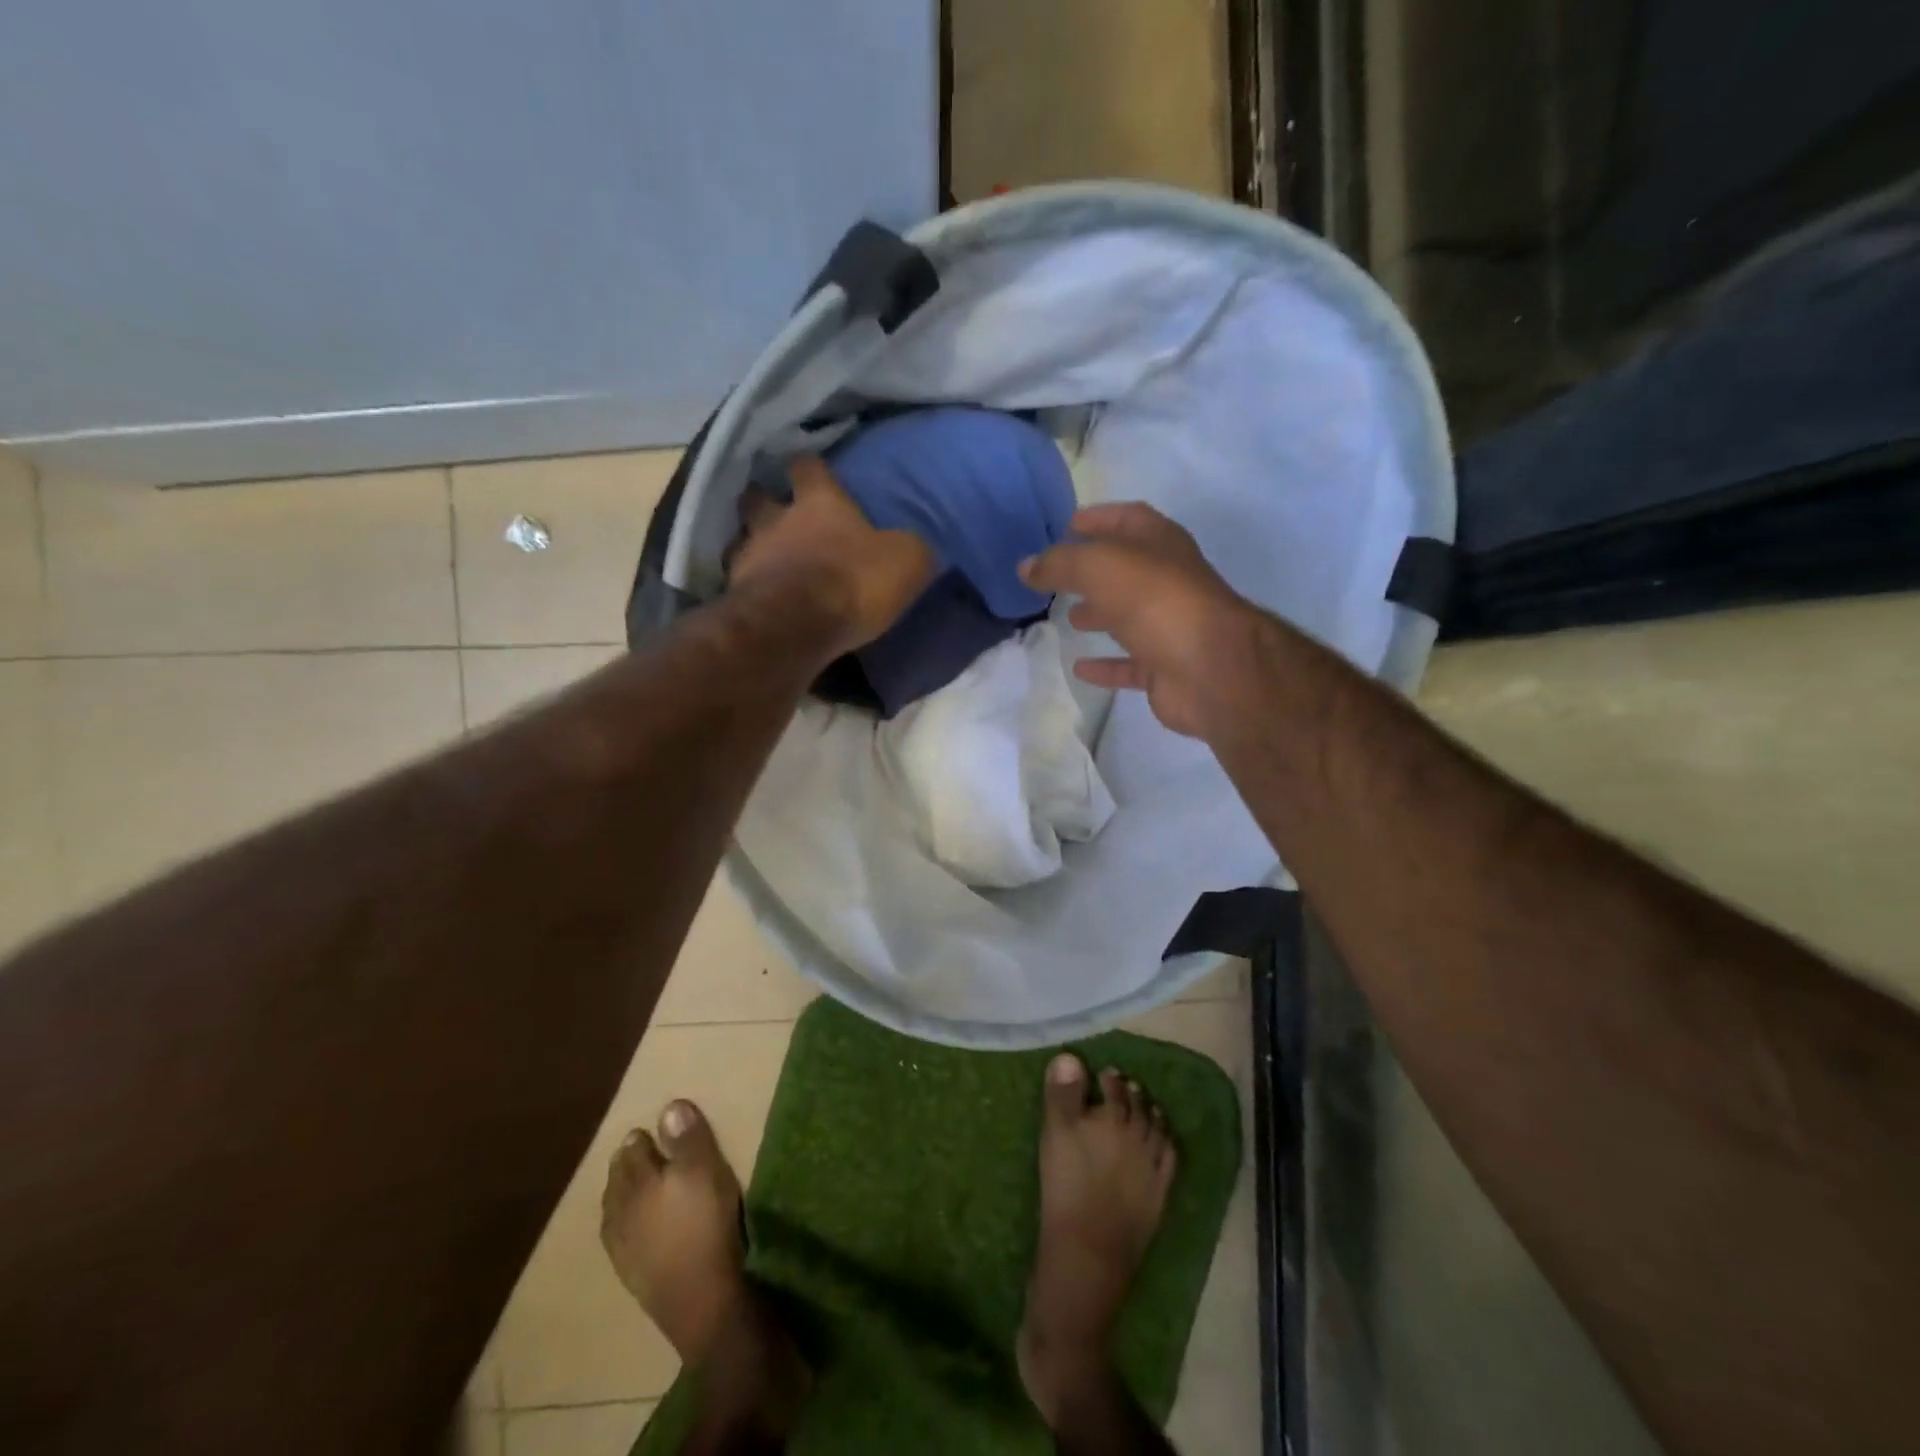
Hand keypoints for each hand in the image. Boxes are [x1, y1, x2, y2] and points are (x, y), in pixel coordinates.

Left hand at [730, 455, 936, 656]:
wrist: (797, 626)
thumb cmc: (854, 581)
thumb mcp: (905, 562)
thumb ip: (909, 548)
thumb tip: (915, 546)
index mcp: (820, 503)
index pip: (808, 467)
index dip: (809, 466)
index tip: (808, 466)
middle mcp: (777, 520)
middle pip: (758, 498)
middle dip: (763, 500)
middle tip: (771, 507)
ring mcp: (749, 557)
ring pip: (742, 540)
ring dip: (750, 545)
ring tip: (761, 558)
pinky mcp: (736, 595)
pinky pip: (738, 583)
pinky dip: (746, 587)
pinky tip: (755, 597)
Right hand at [1019, 503, 1257, 738]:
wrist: (1209, 667)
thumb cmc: (1155, 600)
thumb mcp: (1098, 566)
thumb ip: (1058, 564)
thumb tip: (1025, 567)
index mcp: (1160, 542)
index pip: (1126, 518)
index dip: (1096, 518)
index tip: (1063, 527)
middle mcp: (1168, 579)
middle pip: (1126, 568)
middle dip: (1093, 569)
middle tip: (1057, 576)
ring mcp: (1169, 624)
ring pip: (1129, 614)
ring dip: (1100, 613)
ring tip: (1067, 616)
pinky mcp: (1165, 665)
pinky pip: (1129, 663)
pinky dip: (1106, 663)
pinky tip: (1080, 667)